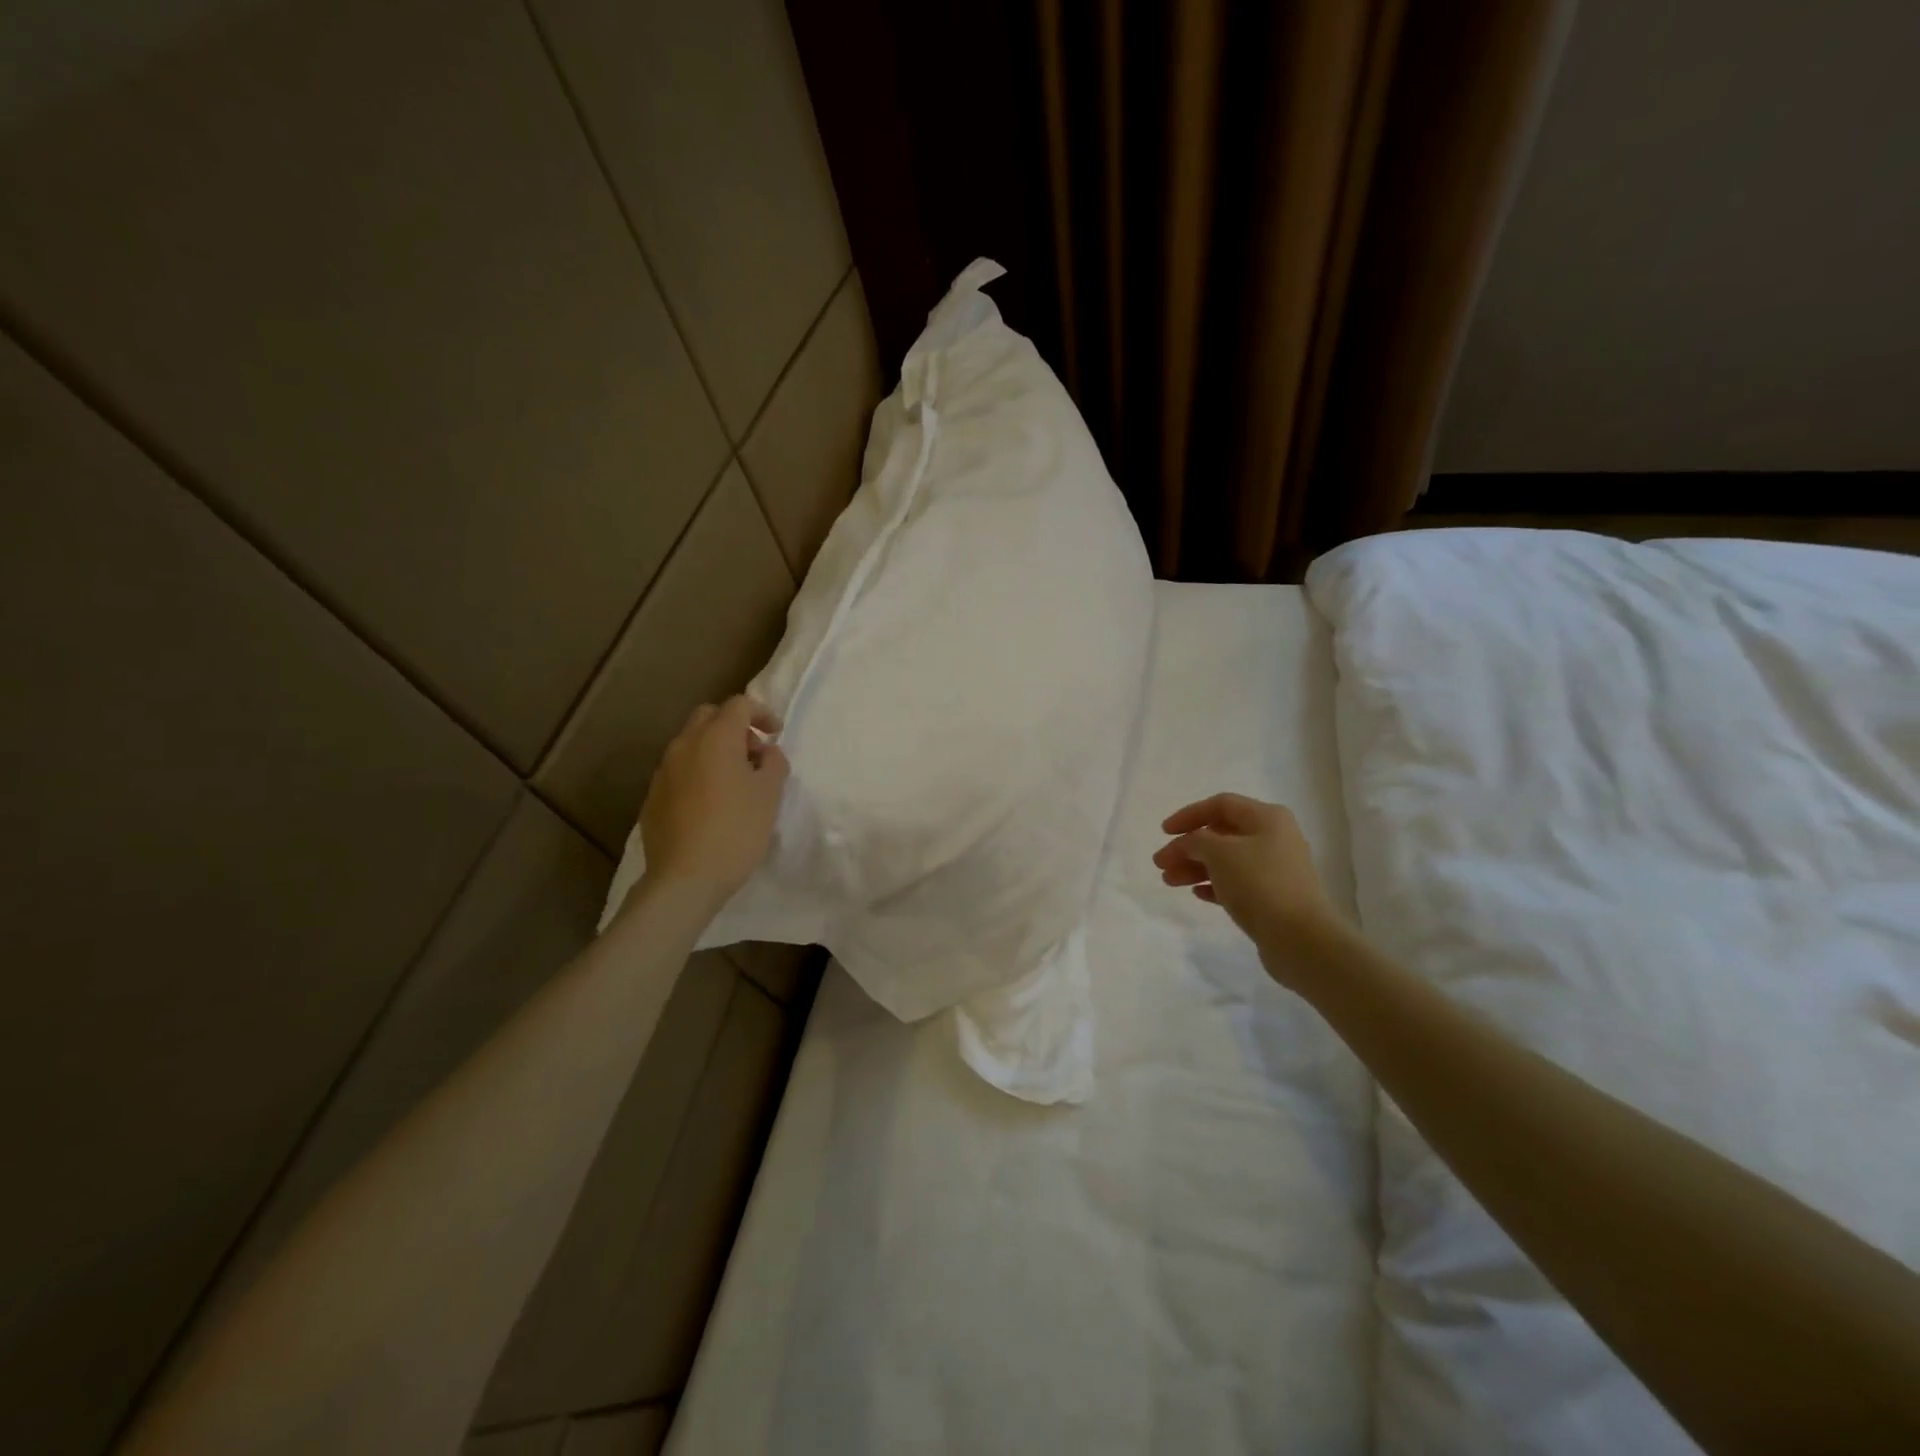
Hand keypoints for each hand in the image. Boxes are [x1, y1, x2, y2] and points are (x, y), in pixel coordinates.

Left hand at [638, 695, 788, 914]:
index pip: (739, 705)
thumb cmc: (736, 831)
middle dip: (734, 726)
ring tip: (735, 781)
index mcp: (715, 738)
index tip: (776, 735)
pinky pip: (679, 770)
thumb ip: (774, 763)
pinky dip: (698, 772)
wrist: (685, 878)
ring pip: (691, 743)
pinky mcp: (653, 796)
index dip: (762, 713)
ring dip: (715, 750)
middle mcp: (684, 745)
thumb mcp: (770, 795)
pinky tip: (711, 803)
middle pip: (709, 717)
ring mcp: (663, 771)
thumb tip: (766, 752)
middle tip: (754, 754)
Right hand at [1152, 793, 1335, 987]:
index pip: (1220, 804)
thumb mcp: (1219, 853)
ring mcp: (1275, 869)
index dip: (1188, 815)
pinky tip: (1196, 893)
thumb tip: (1189, 844)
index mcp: (1267, 818)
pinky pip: (1237, 883)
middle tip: (1161, 863)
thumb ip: (1195, 841)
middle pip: (1221, 834)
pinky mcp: (1273, 897)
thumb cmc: (1258, 883)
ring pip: (1226, 860)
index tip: (1164, 832)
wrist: (1300, 938)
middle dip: (1188, 847)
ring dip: (1195, 867)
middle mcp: (1274, 838)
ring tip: (1169, 881)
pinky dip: (1214, 884)